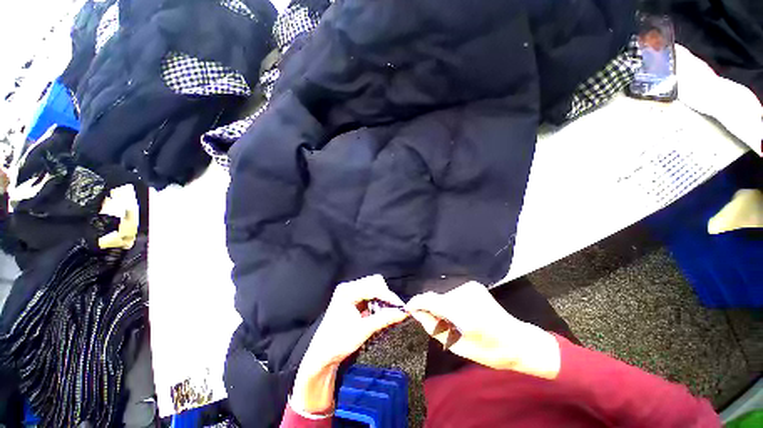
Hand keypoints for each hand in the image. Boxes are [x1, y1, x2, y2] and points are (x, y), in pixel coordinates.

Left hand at [291, 275, 407, 414]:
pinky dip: (376, 303)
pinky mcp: (351, 300)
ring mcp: (349, 293)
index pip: (374, 287)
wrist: (322, 356)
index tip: (401, 307)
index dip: (389, 296)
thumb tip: (402, 312)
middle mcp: (348, 288)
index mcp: (347, 291)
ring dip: (381, 300)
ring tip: (386, 314)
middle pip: (374, 283)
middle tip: (393, 310)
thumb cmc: (338, 342)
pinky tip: (378, 314)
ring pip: (372, 289)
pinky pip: (369, 296)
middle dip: (385, 296)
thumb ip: (384, 318)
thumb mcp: (363, 330)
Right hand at [407, 281, 560, 378]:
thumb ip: (434, 328)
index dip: (417, 303)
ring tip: (454, 321)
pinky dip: (452, 303)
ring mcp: (470, 287)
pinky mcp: (473, 286)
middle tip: (437, 324)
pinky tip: (462, 313)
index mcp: (463, 313)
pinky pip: (453, 293)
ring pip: (445, 295)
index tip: (409, 308)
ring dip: (443, 306)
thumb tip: (417, 314)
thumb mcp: (458, 347)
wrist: (517, 340)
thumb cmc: (489, 351)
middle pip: (437, 298)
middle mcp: (465, 294)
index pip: (430, 300)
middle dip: (432, 309)